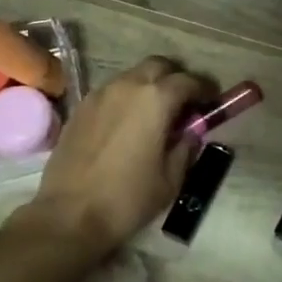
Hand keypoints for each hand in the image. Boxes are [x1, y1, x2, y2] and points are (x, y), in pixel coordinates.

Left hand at [22, 57, 210, 256]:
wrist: (69, 215)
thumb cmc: (127, 198)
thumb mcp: (170, 178)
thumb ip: (186, 147)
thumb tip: (191, 132)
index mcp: (155, 99)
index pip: (187, 81)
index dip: (204, 89)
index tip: (212, 101)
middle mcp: (127, 86)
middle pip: (158, 66)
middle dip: (175, 79)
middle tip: (184, 103)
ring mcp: (99, 94)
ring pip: (132, 76)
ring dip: (149, 87)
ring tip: (156, 114)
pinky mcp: (80, 108)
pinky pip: (111, 91)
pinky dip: (126, 98)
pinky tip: (129, 124)